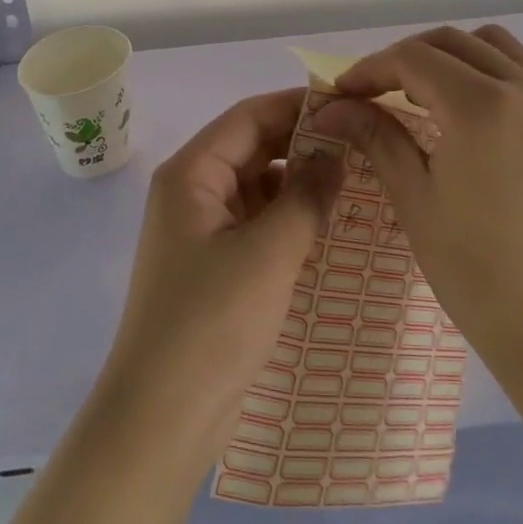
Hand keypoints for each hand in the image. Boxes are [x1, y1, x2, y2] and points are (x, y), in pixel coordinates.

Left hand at [97, 90, 342, 464]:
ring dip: (299, 182)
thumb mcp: (268, 253)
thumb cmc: (211, 323)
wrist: (161, 419)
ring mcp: (202, 229)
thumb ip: (306, 196)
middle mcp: (192, 191)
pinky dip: (289, 217)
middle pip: (252, 147)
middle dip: (302, 143)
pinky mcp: (215, 264)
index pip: (248, 117)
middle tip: (361, 143)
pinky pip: (257, 222)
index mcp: (191, 173)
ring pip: (257, 186)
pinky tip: (328, 224)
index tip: (348, 103)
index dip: (296, 105)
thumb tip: (336, 154)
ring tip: (355, 180)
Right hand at [306, 26, 522, 386]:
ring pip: (487, 43)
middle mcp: (521, 88)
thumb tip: (331, 107)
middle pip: (447, 42)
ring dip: (445, 55)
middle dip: (401, 59)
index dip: (369, 70)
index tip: (341, 94)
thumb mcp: (415, 199)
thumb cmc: (477, 270)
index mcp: (481, 107)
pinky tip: (461, 107)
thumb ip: (376, 137)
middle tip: (371, 94)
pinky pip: (516, 67)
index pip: (412, 59)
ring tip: (417, 94)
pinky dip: (482, 68)